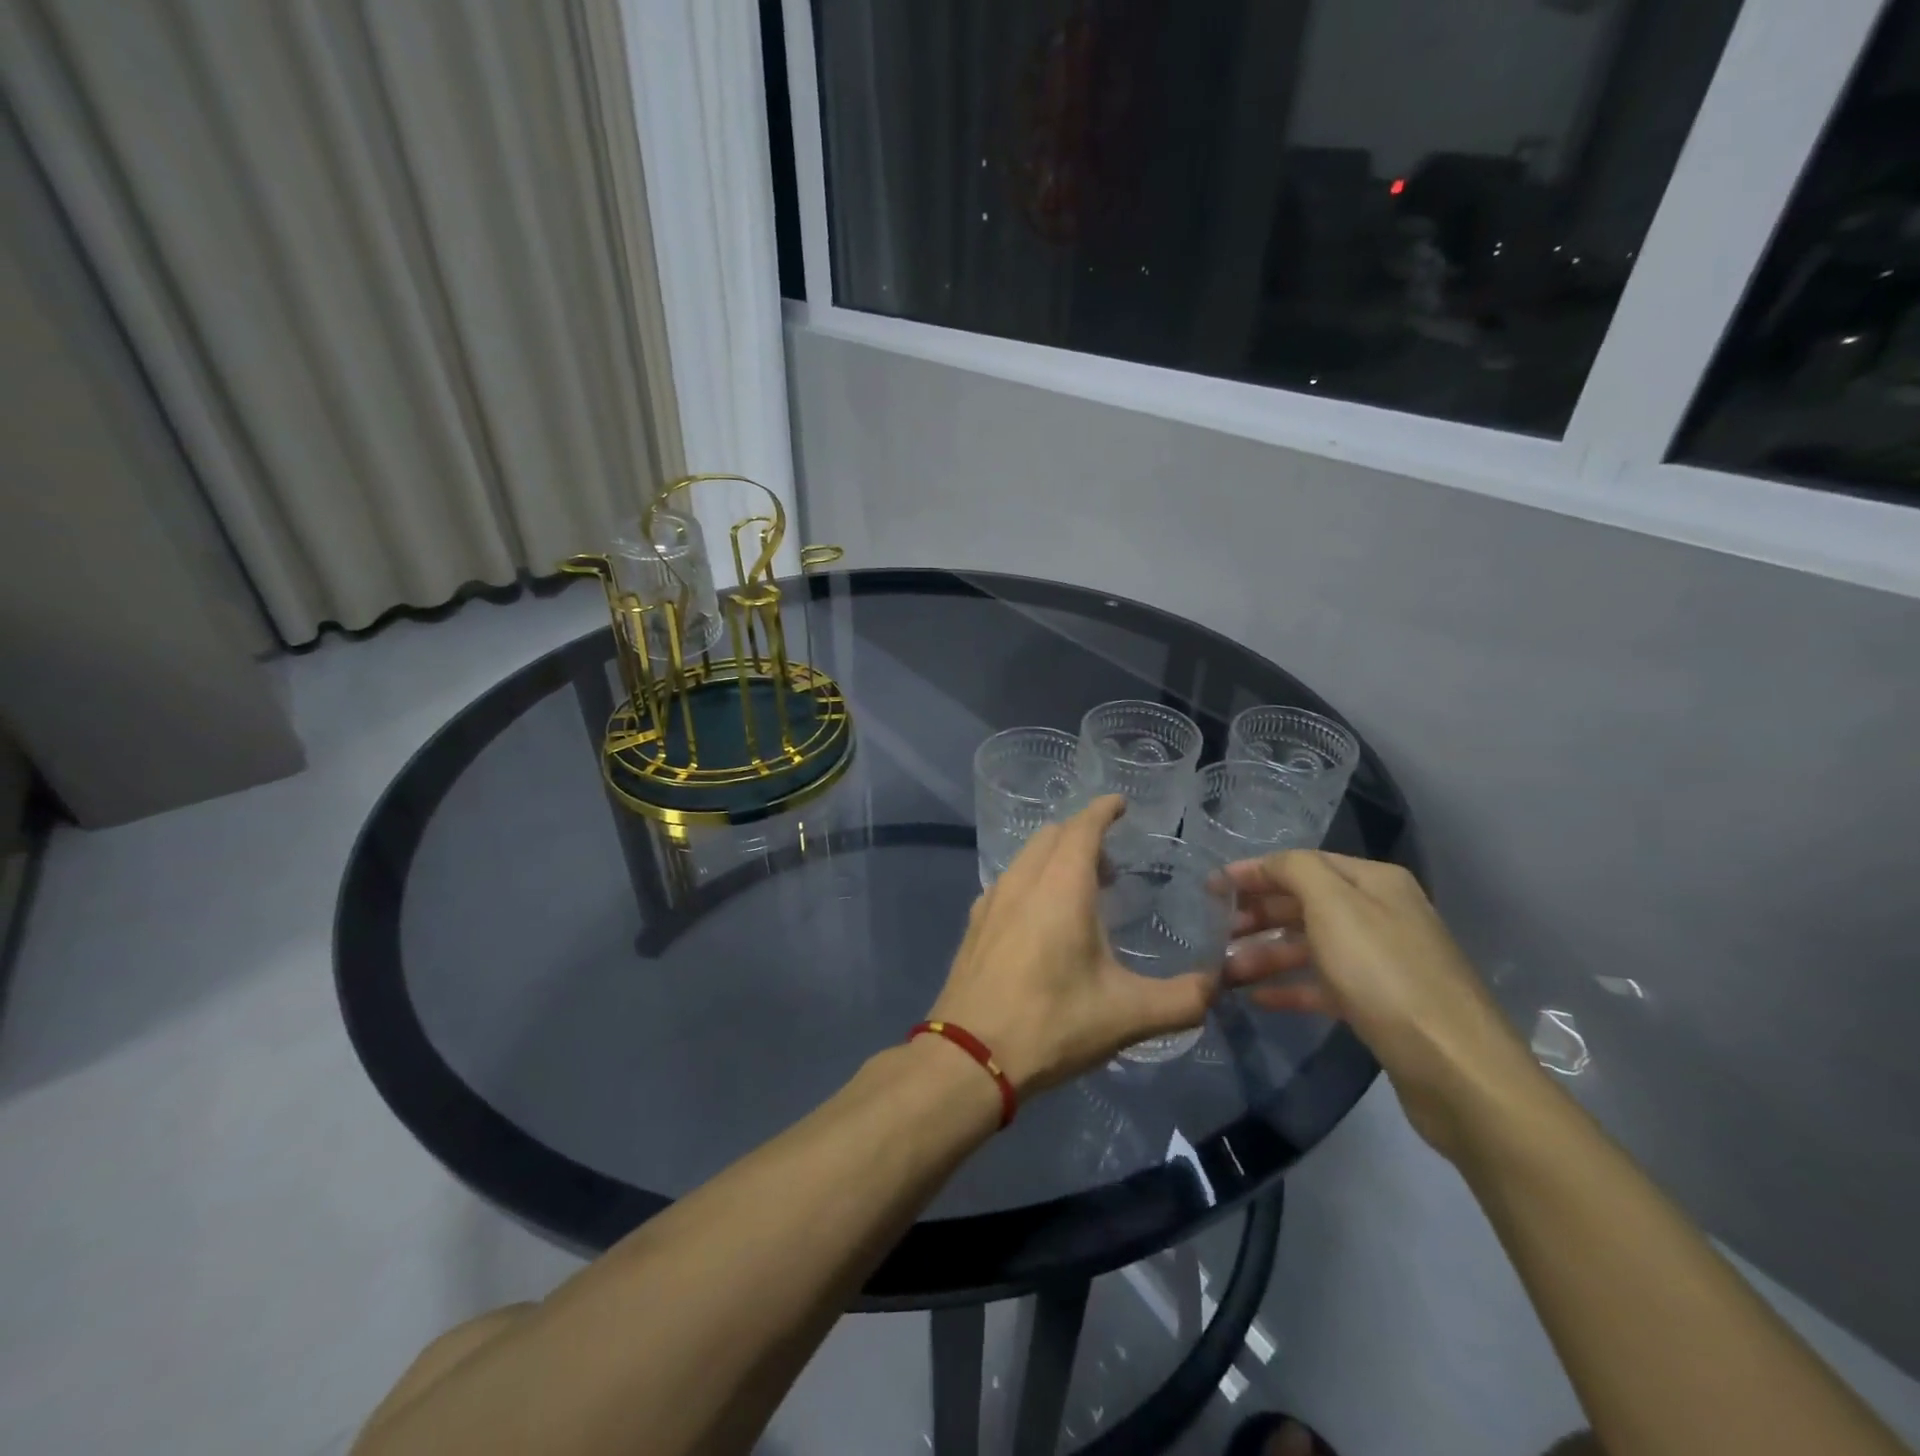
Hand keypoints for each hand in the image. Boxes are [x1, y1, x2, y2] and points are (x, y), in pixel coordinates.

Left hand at [928, 796, 1217, 1097]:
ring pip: (1026, 858)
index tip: (1120, 805)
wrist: (969, 1056)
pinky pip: (1008, 883)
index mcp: (1061, 885)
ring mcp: (992, 901)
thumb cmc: (1052, 1024)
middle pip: (1052, 835)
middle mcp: (1023, 880)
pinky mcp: (975, 925)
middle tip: (1111, 867)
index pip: (1083, 826)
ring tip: (1080, 895)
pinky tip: (1041, 922)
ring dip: (1055, 859)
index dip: (1103, 810)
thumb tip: (1216, 987)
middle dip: (1083, 836)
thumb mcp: (1128, 1015)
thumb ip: (1182, 999)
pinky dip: (1031, 881)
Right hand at [1221, 850, 1539, 1159]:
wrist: (1455, 1068)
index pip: (1301, 864)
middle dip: (1257, 915)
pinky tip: (1258, 999)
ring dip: (1266, 954)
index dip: (1254, 872)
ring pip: (1311, 946)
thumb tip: (1269, 866)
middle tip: (1215, 932)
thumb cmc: (1385, 974)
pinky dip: (1290, 988)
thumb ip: (1295, 871)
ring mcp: (1382, 961)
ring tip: (1226, 972)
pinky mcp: (1380, 1004)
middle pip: (1305, 904)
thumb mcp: (1334, 906)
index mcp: (1374, 883)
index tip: (1210, 888)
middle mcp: (1381, 914)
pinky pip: (1324, 985)